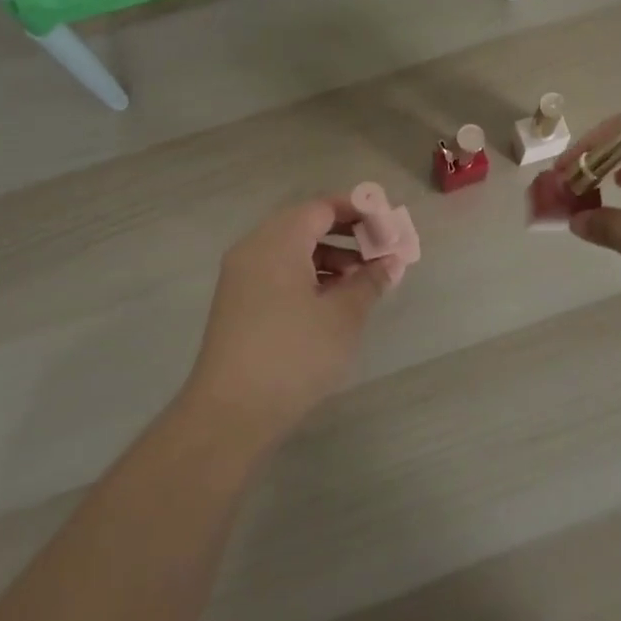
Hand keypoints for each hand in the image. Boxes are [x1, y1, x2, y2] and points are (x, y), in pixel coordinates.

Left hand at [183, 197, 397, 446]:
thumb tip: (390, 262)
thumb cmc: (294, 354)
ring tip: (363, 282)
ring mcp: (242, 276)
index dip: (359, 211)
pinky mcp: (238, 302)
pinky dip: (308, 275)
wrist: (230, 413)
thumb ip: (370, 282)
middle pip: (306, 224)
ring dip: (330, 257)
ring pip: (292, 250)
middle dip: (347, 235)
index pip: (322, 207)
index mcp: (278, 240)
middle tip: (381, 251)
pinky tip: (332, 301)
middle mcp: (255, 248)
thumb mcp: (343, 316)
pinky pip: (279, 272)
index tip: (389, 224)